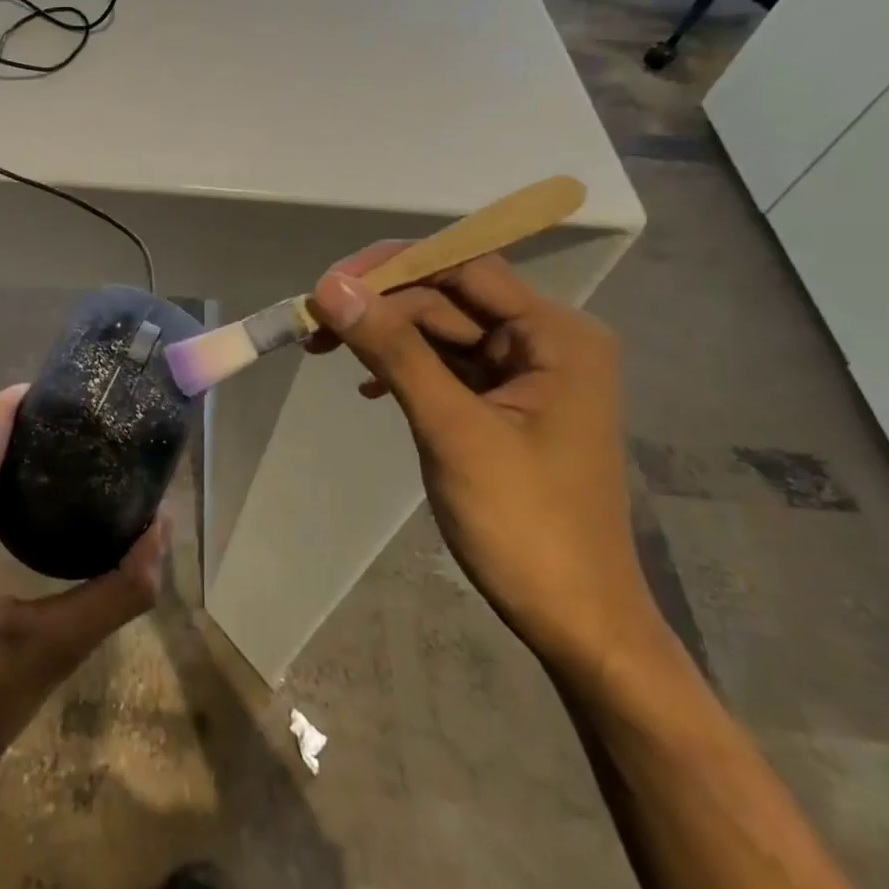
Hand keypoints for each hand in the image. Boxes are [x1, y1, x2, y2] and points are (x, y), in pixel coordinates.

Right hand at [307, 251, 657, 678]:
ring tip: (324, 349)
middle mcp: (545, 343)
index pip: (464, 268)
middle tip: (313, 326)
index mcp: (556, 336)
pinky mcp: (504, 406)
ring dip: (384, 338)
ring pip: (441, 332)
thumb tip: (332, 286)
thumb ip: (393, 351)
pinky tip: (368, 389)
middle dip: (380, 307)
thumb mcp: (452, 430)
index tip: (327, 285)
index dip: (392, 268)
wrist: (575, 621)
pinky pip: (445, 367)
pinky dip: (403, 369)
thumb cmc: (524, 524)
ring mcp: (525, 376)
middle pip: (448, 298)